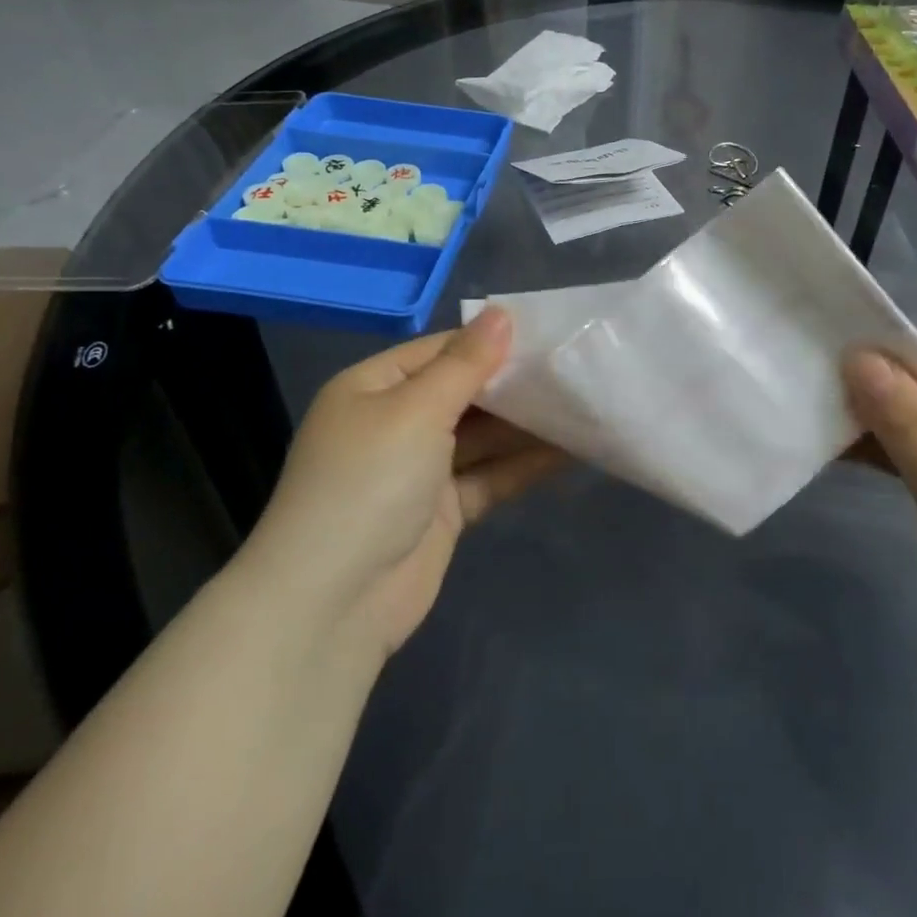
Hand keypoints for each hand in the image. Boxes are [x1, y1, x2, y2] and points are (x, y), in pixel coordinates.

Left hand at [242, 309, 567, 656]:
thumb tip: (501, 313)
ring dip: (526, 426)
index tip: (547, 334)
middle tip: (575, 370)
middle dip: (514, 385)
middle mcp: (393, 423)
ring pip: (481, 437)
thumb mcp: (416, 410)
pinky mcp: (441, 512)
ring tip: (583, 405)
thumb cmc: (369, 483)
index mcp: (373, 387)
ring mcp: (418, 470)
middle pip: (464, 393)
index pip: (440, 350)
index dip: (490, 341)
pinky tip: (569, 453)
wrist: (333, 603)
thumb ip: (465, 363)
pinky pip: (488, 477)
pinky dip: (522, 466)